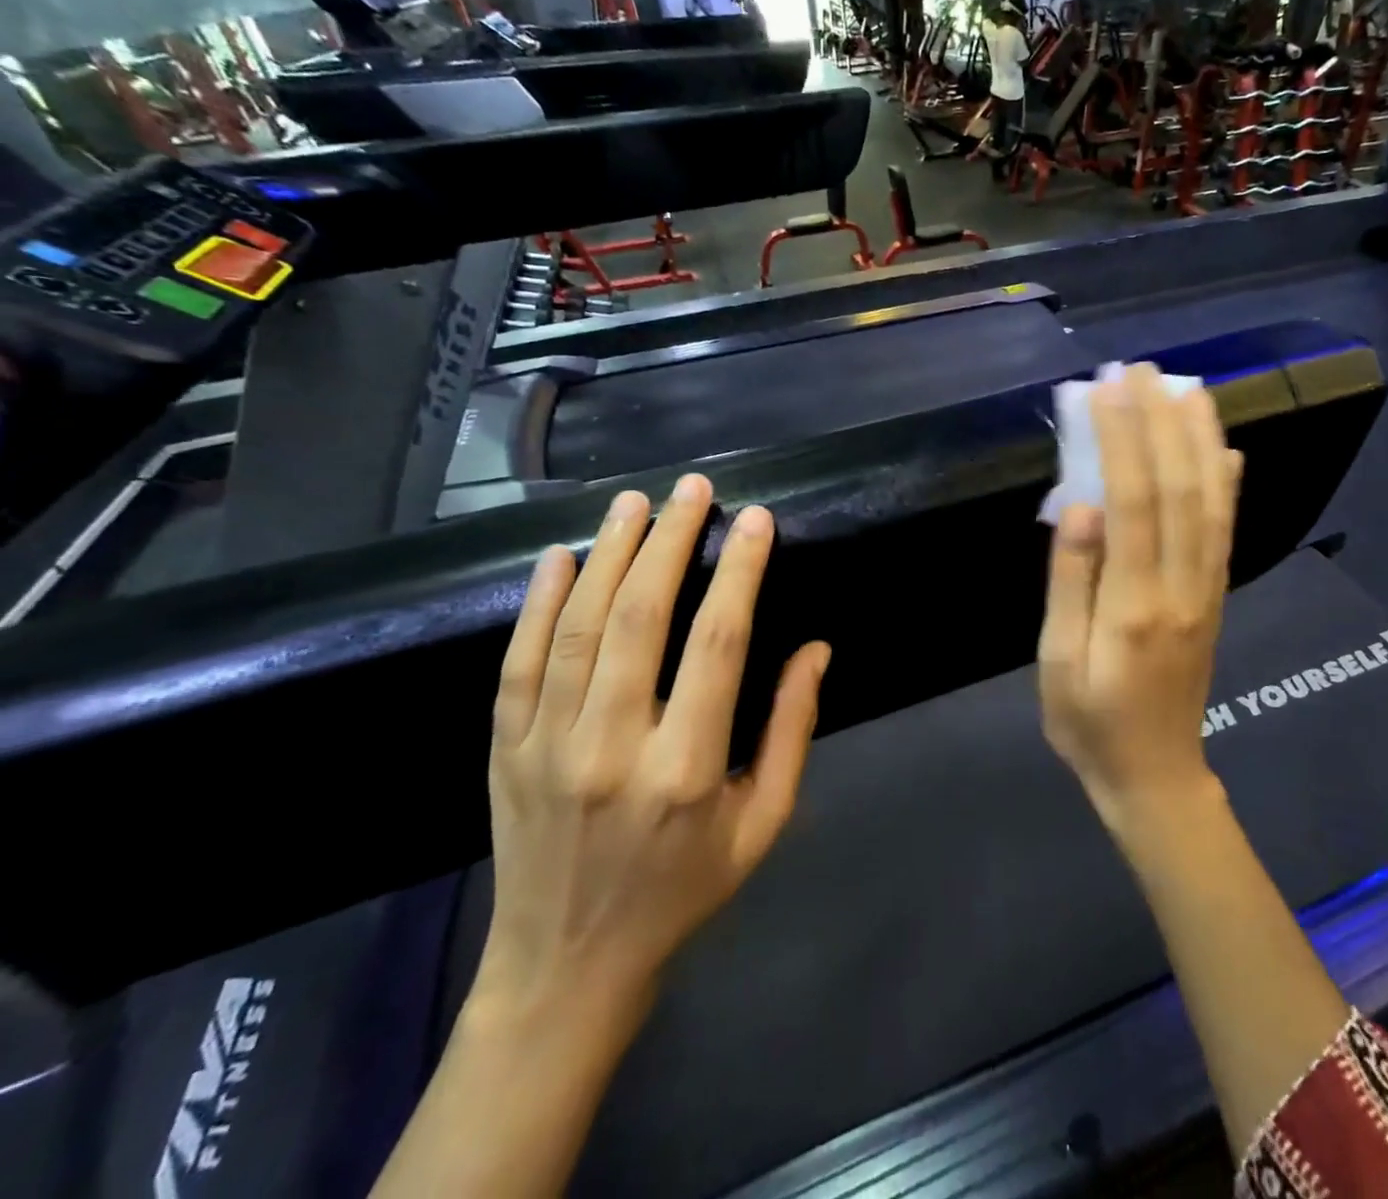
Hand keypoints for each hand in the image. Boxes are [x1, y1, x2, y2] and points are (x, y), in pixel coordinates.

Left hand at [474, 475, 830, 1038]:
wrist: (566, 966)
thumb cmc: (683, 890)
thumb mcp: (763, 824)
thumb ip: (790, 732)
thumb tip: (816, 650)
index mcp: (686, 769)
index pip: (718, 645)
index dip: (740, 573)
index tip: (756, 519)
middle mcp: (612, 748)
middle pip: (642, 617)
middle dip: (670, 540)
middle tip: (692, 487)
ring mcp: (546, 749)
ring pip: (578, 627)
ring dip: (609, 554)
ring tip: (633, 501)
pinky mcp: (503, 753)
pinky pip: (517, 664)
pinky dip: (537, 604)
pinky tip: (560, 557)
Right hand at [1038, 364, 1241, 823]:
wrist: (1156, 775)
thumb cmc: (1089, 721)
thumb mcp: (1058, 663)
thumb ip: (1070, 583)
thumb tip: (1081, 507)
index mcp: (1133, 603)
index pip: (1132, 501)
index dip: (1122, 439)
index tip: (1107, 388)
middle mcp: (1180, 586)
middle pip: (1177, 488)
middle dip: (1160, 421)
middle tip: (1142, 368)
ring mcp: (1206, 589)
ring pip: (1210, 501)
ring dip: (1200, 439)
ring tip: (1188, 387)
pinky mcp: (1214, 596)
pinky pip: (1225, 530)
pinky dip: (1226, 483)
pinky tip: (1224, 449)